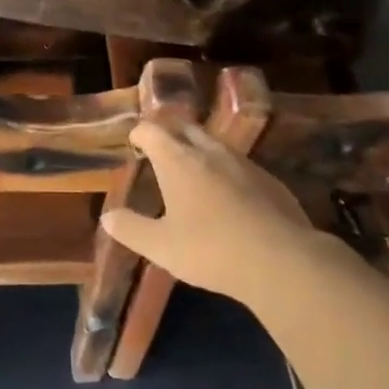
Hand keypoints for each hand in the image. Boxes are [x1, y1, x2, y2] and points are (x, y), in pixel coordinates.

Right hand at [100, 120, 338, 305]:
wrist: (281, 261)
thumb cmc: (211, 250)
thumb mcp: (161, 247)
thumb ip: (131, 229)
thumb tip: (107, 217)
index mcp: (177, 160)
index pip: (152, 130)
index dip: (139, 133)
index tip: (134, 142)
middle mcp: (209, 151)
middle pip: (184, 127)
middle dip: (168, 132)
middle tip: (158, 147)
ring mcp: (243, 162)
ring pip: (214, 143)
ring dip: (197, 148)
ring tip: (190, 168)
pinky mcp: (269, 179)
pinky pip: (238, 163)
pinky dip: (224, 169)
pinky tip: (226, 194)